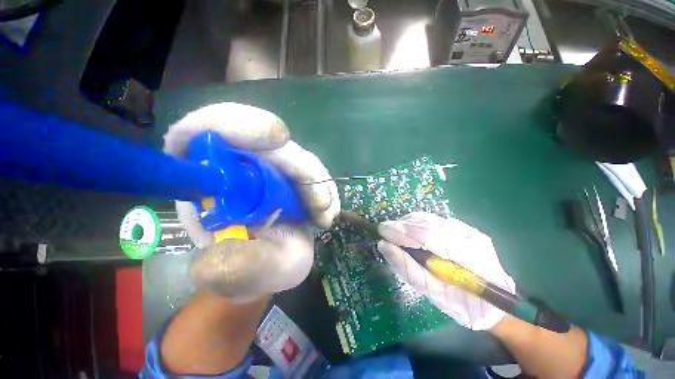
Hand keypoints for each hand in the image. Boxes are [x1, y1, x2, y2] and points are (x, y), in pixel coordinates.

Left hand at [163, 103, 339, 300]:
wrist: (264, 266)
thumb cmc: (244, 269)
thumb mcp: (235, 276)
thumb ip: (231, 267)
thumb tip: (230, 246)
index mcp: (203, 175)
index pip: (209, 127)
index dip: (239, 123)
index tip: (278, 139)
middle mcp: (234, 162)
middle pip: (267, 140)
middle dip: (301, 167)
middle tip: (320, 204)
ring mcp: (266, 165)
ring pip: (296, 155)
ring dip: (317, 182)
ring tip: (324, 213)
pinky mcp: (289, 172)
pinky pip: (312, 169)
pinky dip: (324, 186)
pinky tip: (326, 209)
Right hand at [377, 212, 514, 329]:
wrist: (496, 305)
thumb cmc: (465, 307)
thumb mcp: (434, 294)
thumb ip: (409, 269)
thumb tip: (385, 246)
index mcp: (468, 257)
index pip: (427, 235)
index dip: (401, 231)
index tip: (381, 230)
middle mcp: (470, 237)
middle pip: (427, 222)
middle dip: (402, 225)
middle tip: (384, 230)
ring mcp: (469, 230)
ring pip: (430, 219)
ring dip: (408, 223)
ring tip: (394, 231)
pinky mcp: (466, 229)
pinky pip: (435, 221)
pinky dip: (417, 224)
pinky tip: (410, 231)